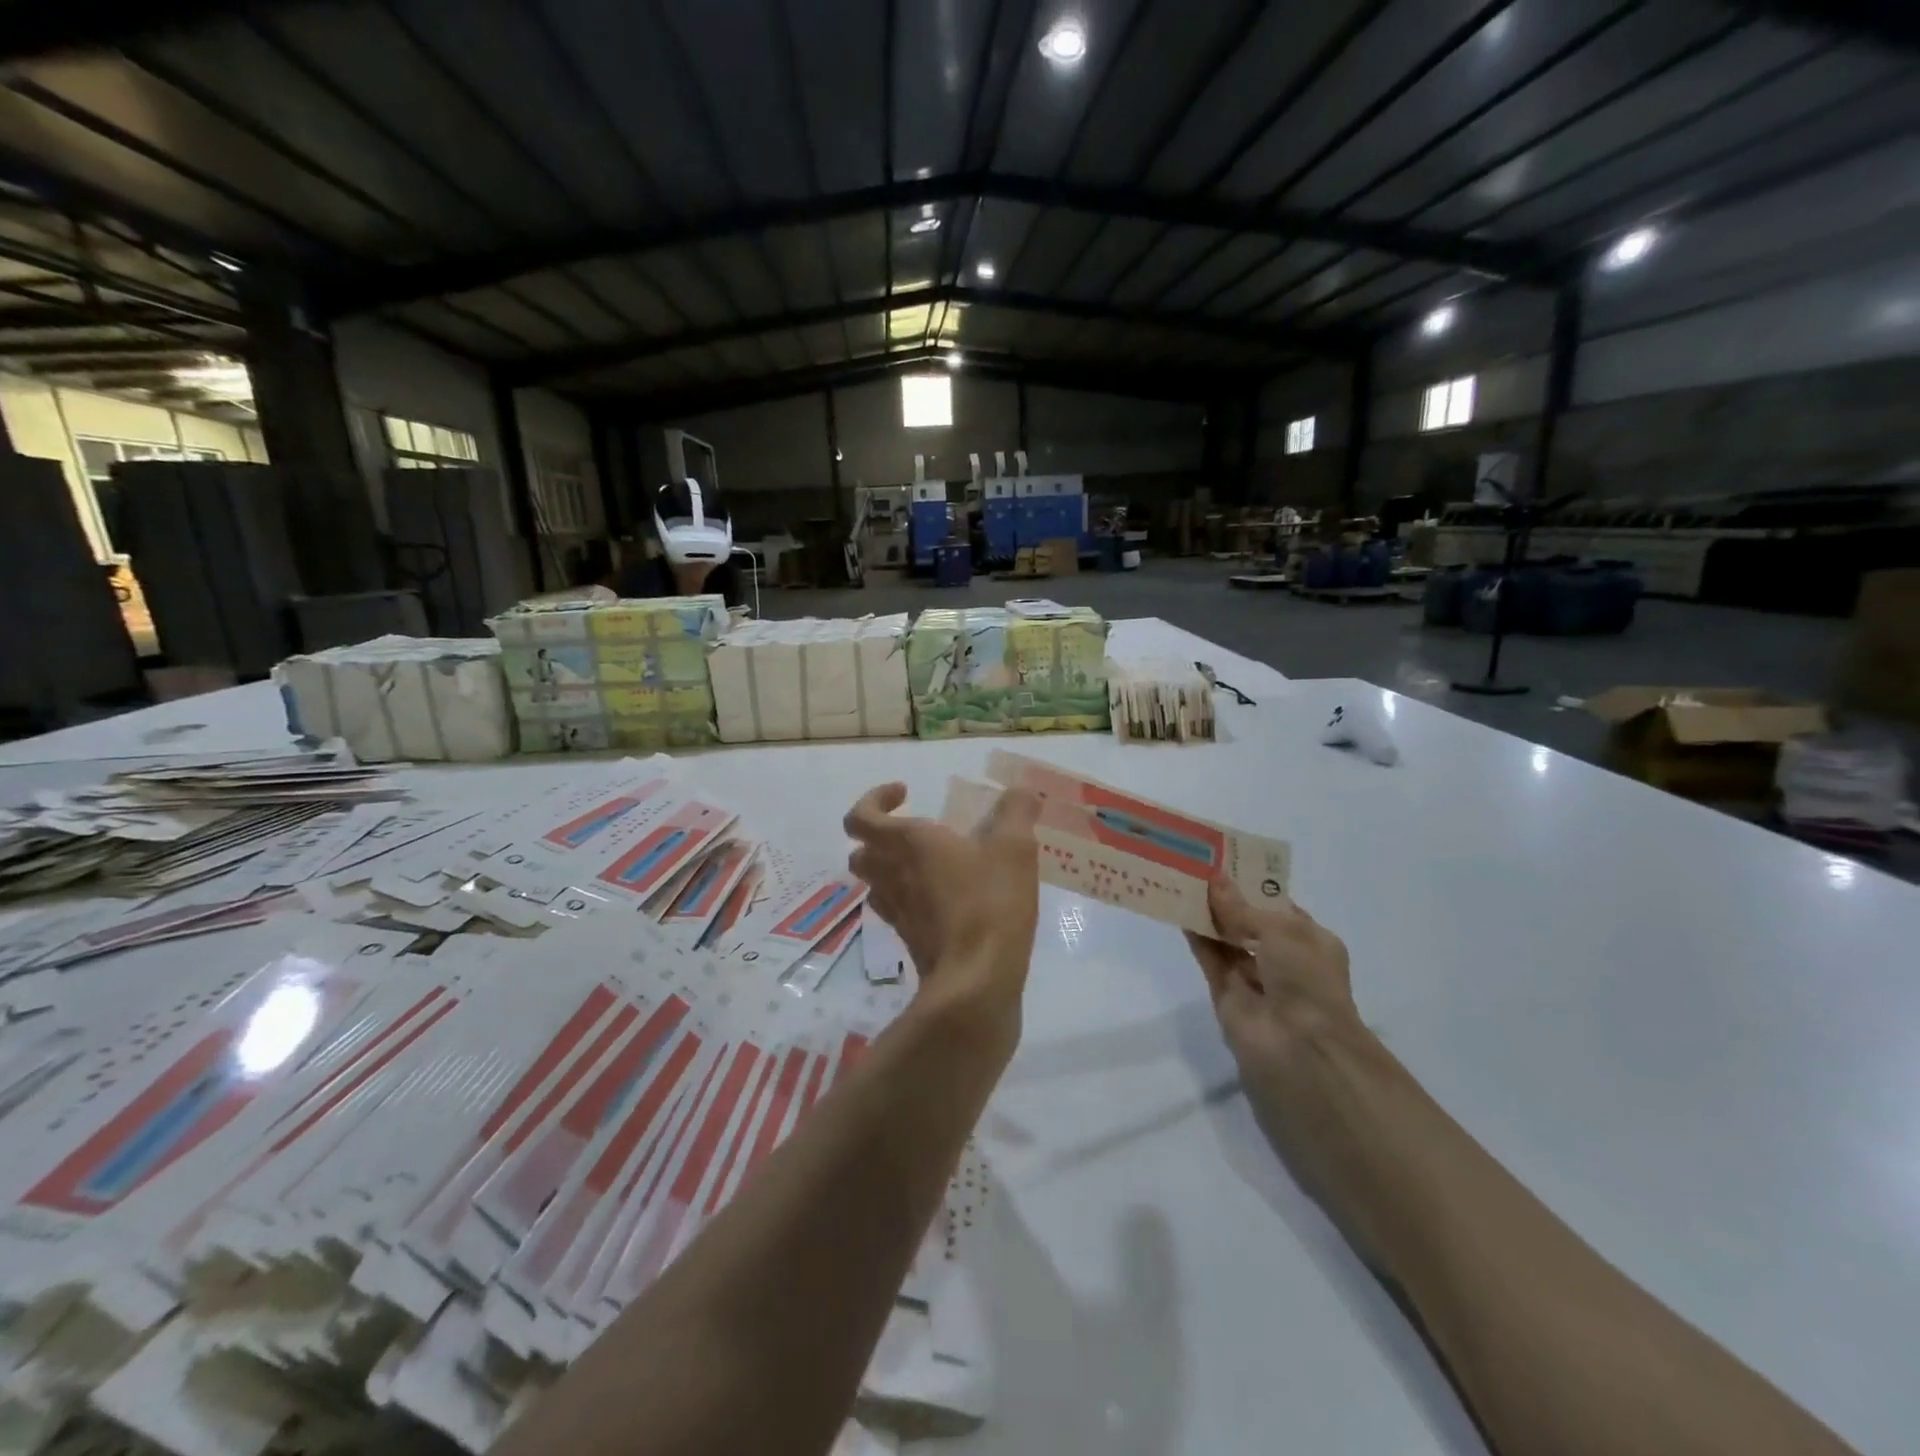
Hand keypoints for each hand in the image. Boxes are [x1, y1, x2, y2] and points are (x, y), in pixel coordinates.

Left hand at [844, 782, 1040, 1020]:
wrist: (976, 982)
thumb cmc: (990, 903)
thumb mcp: (1014, 848)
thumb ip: (1016, 812)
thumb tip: (1021, 791)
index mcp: (906, 843)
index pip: (860, 817)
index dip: (874, 799)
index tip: (905, 793)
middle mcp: (891, 875)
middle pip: (861, 852)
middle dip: (880, 837)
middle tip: (915, 832)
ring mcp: (897, 912)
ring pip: (875, 884)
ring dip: (891, 869)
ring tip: (929, 865)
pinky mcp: (910, 940)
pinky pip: (897, 910)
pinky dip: (910, 899)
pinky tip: (944, 899)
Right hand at [1186, 881, 1361, 1152]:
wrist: (1299, 1049)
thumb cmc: (1306, 980)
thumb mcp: (1280, 931)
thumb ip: (1242, 908)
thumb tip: (1214, 880)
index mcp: (1311, 943)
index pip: (1280, 908)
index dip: (1254, 886)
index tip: (1226, 862)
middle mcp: (1285, 961)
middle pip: (1250, 923)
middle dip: (1228, 900)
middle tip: (1197, 868)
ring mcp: (1255, 980)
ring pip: (1228, 941)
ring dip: (1209, 916)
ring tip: (1181, 883)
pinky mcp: (1228, 997)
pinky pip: (1211, 959)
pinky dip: (1197, 938)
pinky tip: (1179, 911)